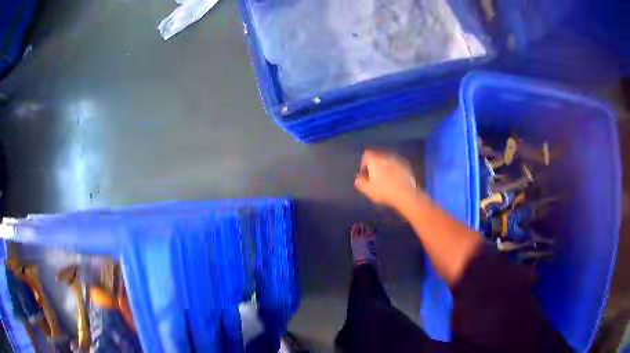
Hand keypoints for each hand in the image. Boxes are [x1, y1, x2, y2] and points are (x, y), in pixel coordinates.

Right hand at [355, 150, 417, 208]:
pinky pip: (397, 166)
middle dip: (375, 166)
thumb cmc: (384, 191)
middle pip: (377, 157)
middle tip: (374, 178)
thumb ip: (360, 182)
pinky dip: (394, 170)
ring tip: (385, 180)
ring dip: (385, 168)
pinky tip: (395, 181)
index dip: (363, 164)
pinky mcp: (406, 166)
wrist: (406, 194)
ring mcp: (397, 160)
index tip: (364, 174)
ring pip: (387, 161)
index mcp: (375, 160)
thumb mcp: (367, 189)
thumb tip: (358, 178)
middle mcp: (386, 156)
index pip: (366, 155)